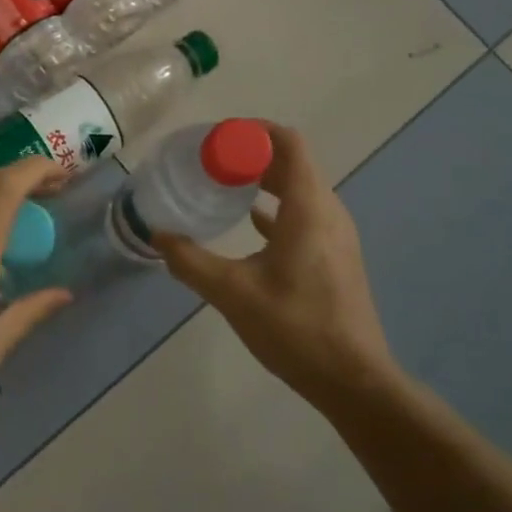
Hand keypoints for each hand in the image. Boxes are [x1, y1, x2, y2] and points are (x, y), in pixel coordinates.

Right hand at [156, 123, 398, 411]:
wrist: (353, 380)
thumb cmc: (295, 328)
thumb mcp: (232, 293)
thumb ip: (191, 261)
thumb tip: (158, 236)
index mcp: (308, 208)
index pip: (288, 144)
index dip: (253, 132)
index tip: (216, 138)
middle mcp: (328, 212)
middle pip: (292, 163)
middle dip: (252, 155)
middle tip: (210, 161)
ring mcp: (336, 236)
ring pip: (299, 189)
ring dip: (264, 181)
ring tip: (224, 185)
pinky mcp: (335, 257)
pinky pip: (304, 215)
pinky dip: (276, 207)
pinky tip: (249, 221)